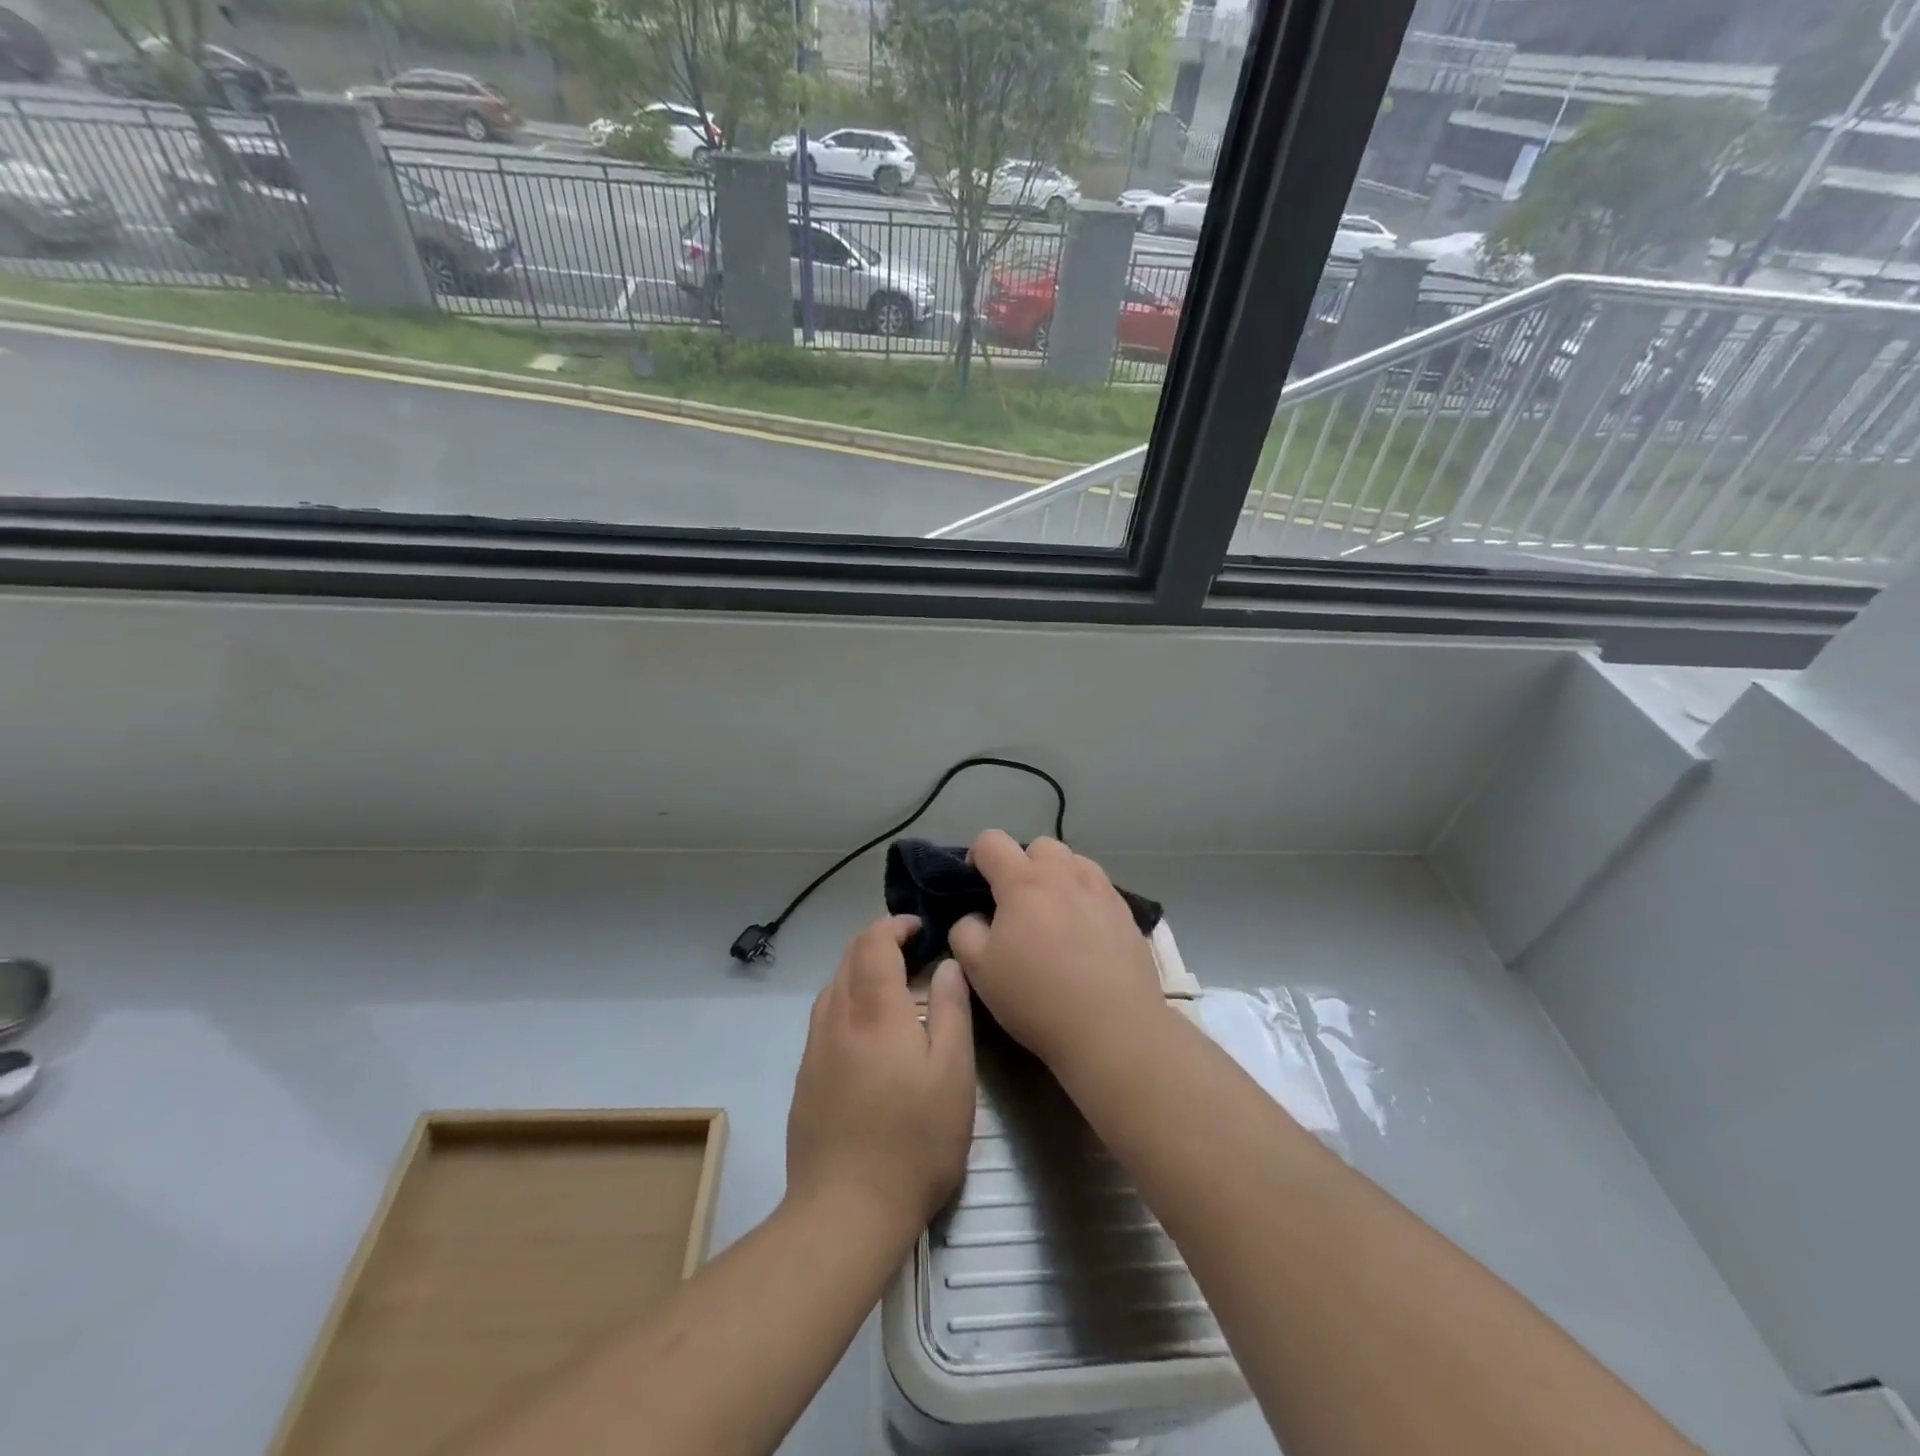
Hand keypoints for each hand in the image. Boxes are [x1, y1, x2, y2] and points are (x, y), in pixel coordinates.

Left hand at [786, 915, 976, 1235]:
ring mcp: (815, 1047)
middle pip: (848, 956)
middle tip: (910, 948)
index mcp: (874, 1009)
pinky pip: (825, 1016)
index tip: (919, 927)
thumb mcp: (953, 1073)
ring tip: (891, 983)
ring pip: (833, 985)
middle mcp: (837, 1017)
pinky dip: (847, 999)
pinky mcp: (805, 1076)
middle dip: (877, 940)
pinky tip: (867, 1028)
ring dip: (860, 968)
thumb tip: (946, 964)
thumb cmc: (914, 1139)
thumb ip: (951, 1010)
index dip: (894, 925)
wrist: (845, 1210)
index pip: (873, 941)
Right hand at [948, 830, 1166, 1074]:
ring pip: (1072, 862)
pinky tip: (1083, 933)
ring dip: (1056, 877)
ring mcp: (1100, 889)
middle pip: (1037, 846)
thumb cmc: (1037, 997)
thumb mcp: (978, 970)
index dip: (976, 857)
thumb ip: (964, 931)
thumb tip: (974, 916)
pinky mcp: (1126, 911)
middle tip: (1016, 905)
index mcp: (1023, 881)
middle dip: (1021, 865)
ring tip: (1053, 915)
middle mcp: (1064, 873)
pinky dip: (1083, 897)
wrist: (1113, 1029)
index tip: (975, 886)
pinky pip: (1097, 886)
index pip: (991, 841)